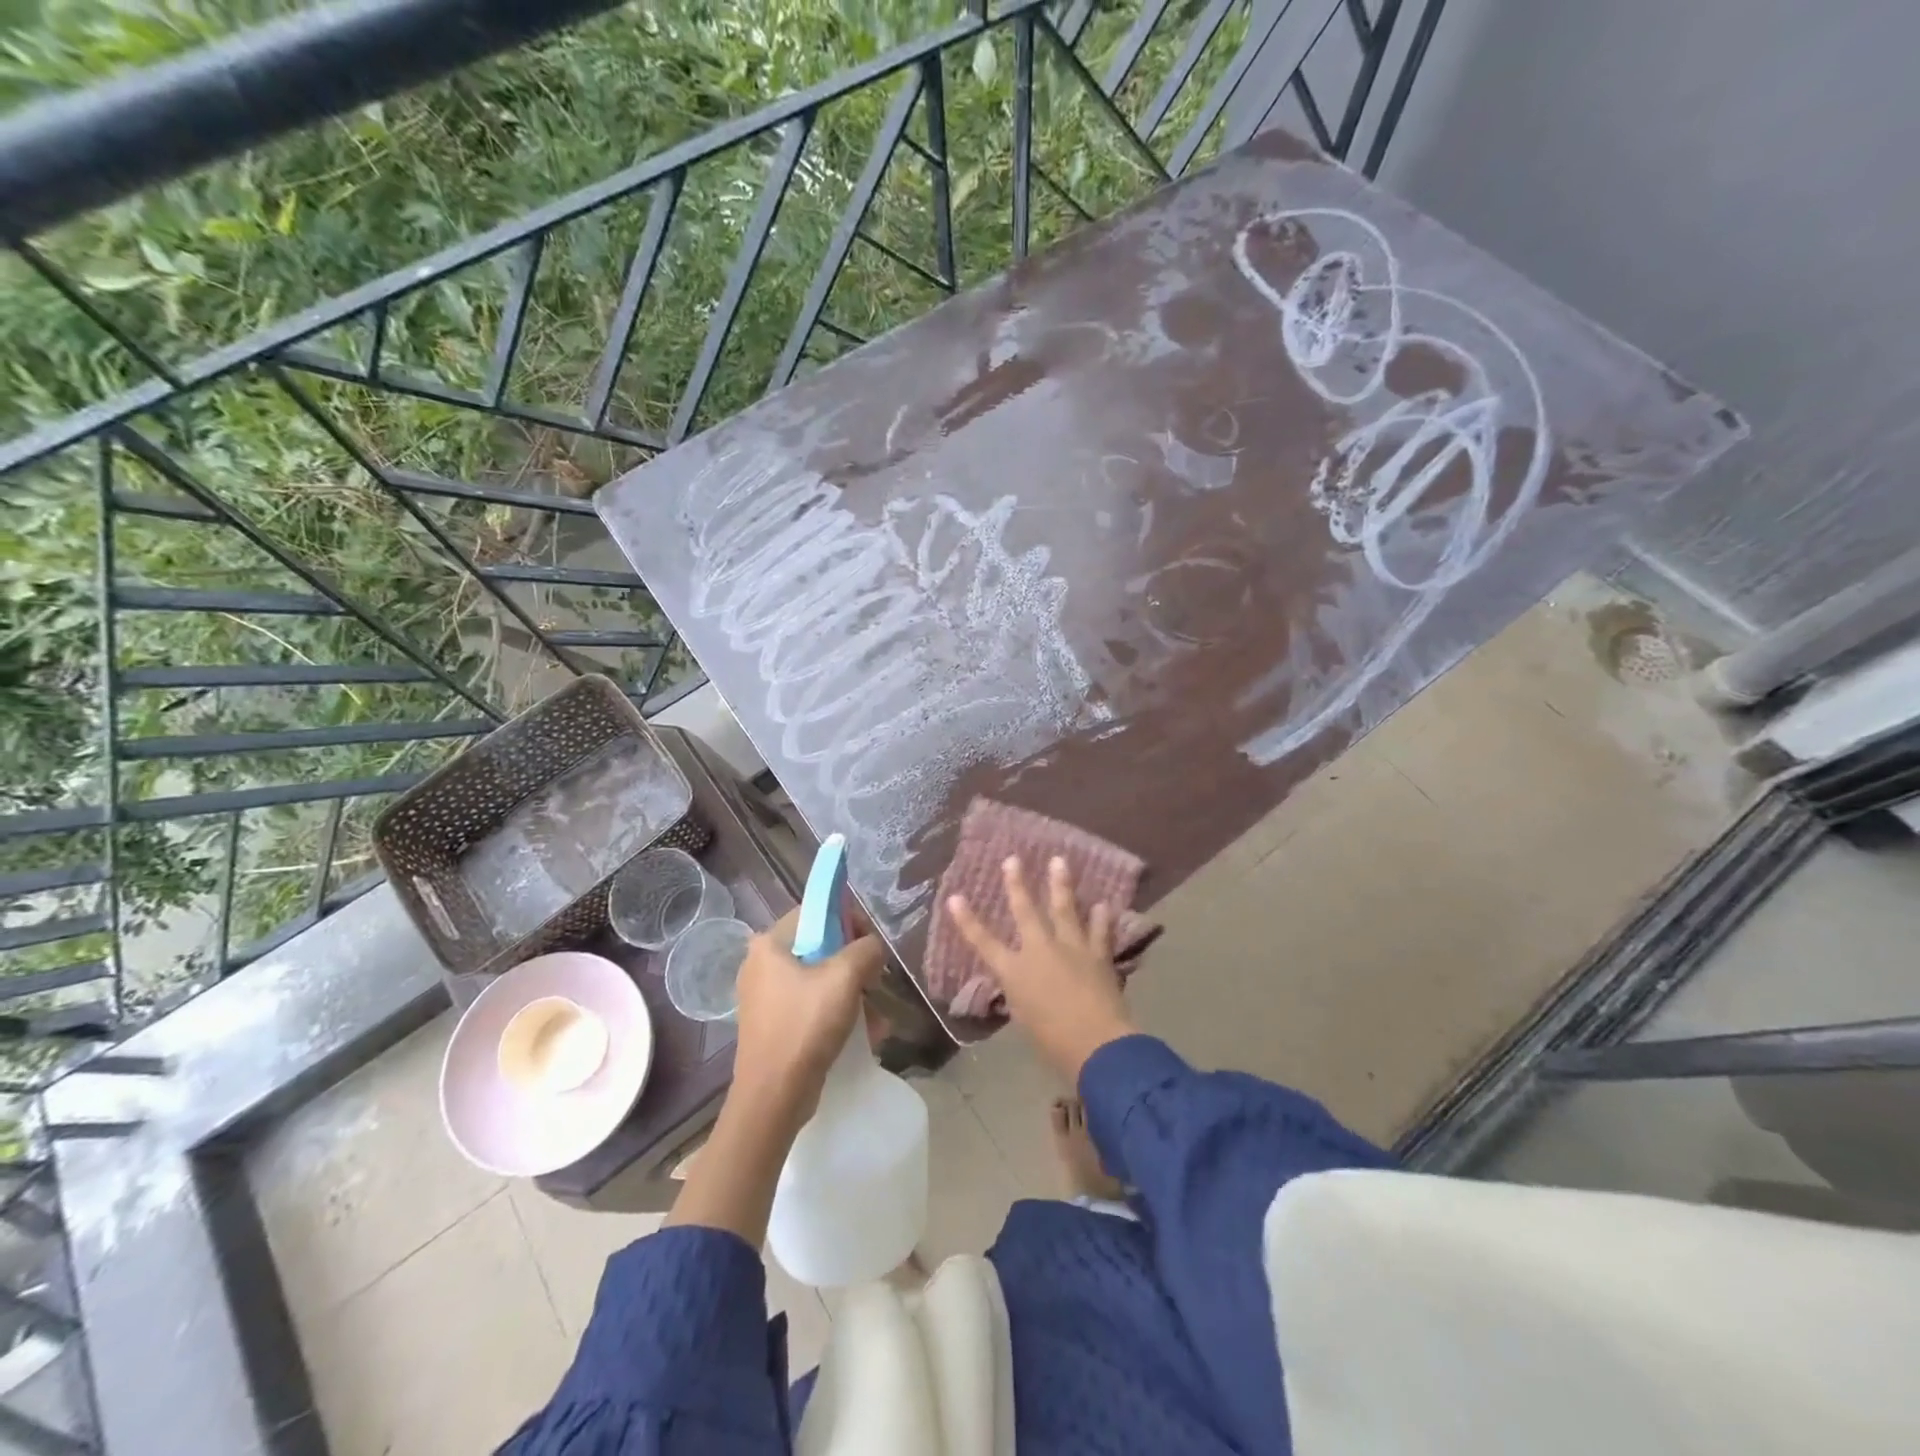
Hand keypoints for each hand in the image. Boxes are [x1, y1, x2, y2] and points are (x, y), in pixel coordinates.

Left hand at [731, 907, 883, 1126]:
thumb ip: (866, 949)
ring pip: (819, 979)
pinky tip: (865, 1033)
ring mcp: (765, 996)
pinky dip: (837, 1014)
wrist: (773, 1098)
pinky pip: (812, 1005)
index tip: (870, 944)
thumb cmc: (806, 1026)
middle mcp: (761, 964)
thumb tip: (872, 946)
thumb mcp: (845, 977)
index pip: (815, 912)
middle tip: (875, 982)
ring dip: (852, 994)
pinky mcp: (774, 1024)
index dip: (847, 920)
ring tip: (876, 1017)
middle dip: (854, 965)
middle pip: (819, 947)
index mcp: (769, 944)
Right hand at [946, 856, 1136, 1083]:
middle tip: (1013, 859)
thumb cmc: (1052, 1042)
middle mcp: (1040, 951)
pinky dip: (1102, 918)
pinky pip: (1100, 932)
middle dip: (1017, 884)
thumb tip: (1024, 983)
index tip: (955, 897)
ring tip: (1059, 861)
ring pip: (1064, 909)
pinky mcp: (1097, 955)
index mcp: (1015, 972)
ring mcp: (1071, 949)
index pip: (984, 942)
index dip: (967, 920)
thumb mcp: (1024, 1018)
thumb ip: (1022, 994)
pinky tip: (1103, 904)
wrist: (1095, 1045)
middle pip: (1025, 911)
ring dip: (1061, 884)